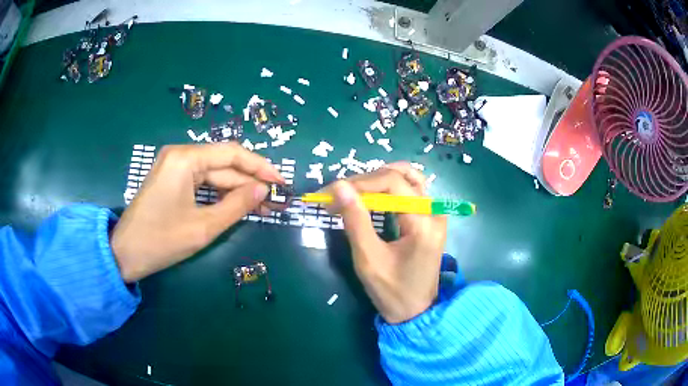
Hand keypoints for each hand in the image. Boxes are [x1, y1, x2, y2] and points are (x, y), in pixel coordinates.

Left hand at [111, 143, 282, 282]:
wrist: (125, 253)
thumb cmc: (161, 240)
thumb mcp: (203, 227)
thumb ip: (236, 206)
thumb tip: (264, 190)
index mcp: (185, 158)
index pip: (231, 153)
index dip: (260, 167)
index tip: (281, 182)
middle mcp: (179, 154)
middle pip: (223, 164)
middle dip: (249, 182)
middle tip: (275, 201)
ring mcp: (173, 165)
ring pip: (213, 173)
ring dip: (236, 189)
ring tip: (261, 206)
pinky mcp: (171, 178)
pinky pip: (201, 181)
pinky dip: (219, 193)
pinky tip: (236, 204)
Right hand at [324, 163, 446, 323]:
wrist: (416, 312)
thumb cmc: (392, 291)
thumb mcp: (369, 259)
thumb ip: (355, 221)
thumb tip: (339, 186)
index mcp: (423, 223)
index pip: (392, 183)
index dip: (360, 182)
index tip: (332, 193)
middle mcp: (434, 212)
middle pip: (400, 176)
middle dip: (366, 181)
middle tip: (338, 194)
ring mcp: (435, 214)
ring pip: (408, 178)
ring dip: (378, 180)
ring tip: (354, 193)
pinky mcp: (430, 218)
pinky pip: (411, 191)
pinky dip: (389, 188)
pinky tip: (372, 198)